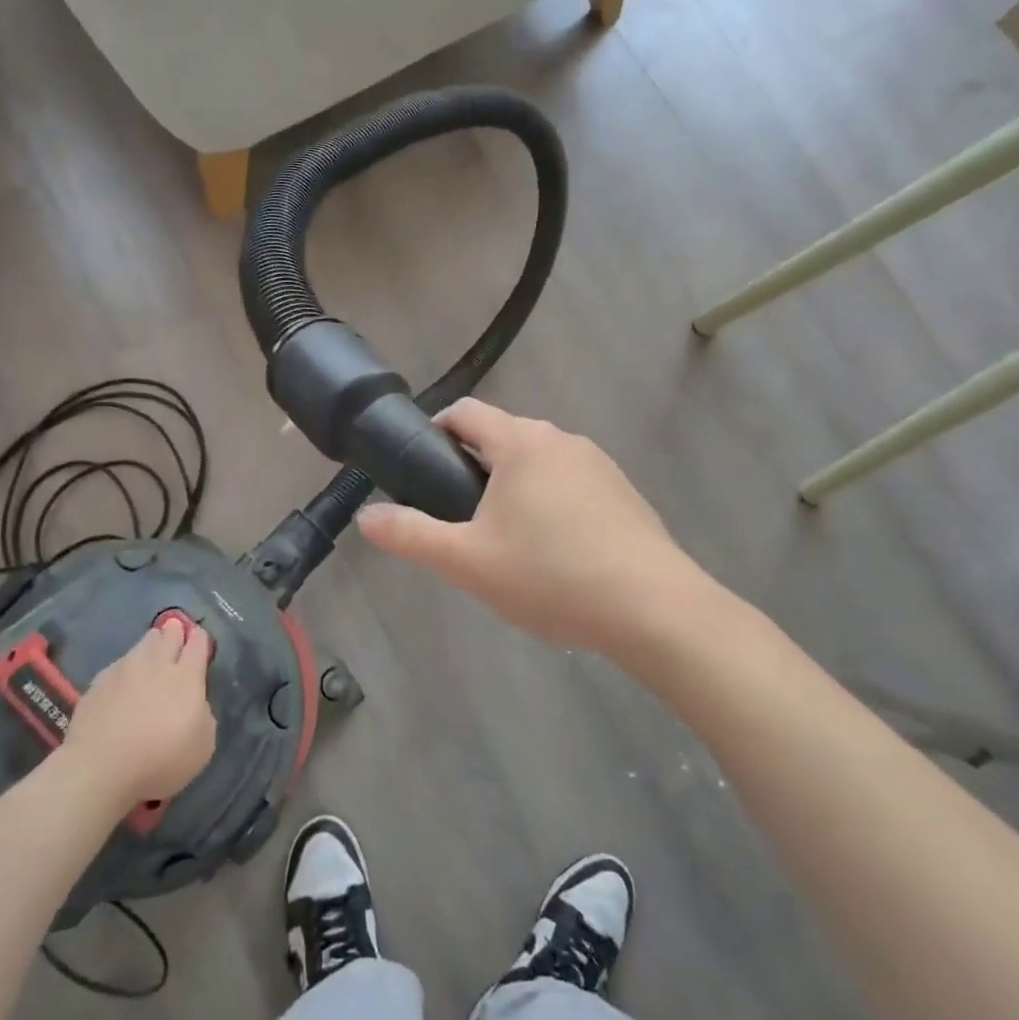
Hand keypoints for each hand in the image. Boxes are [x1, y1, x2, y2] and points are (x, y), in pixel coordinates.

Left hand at [65, 620, 216, 807]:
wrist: (99, 770)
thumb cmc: (159, 761)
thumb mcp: (202, 746)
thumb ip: (204, 715)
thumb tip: (195, 703)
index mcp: (186, 677)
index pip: (198, 644)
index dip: (201, 641)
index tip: (200, 642)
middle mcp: (156, 664)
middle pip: (169, 635)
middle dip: (175, 632)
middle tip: (176, 635)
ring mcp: (124, 670)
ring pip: (142, 644)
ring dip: (151, 644)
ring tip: (152, 653)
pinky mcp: (98, 682)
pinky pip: (119, 664)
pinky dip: (126, 667)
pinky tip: (124, 681)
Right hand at [355, 398, 702, 656]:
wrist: (652, 608)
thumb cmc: (550, 575)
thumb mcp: (468, 561)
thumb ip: (411, 535)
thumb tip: (366, 516)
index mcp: (521, 442)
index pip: (465, 412)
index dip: (435, 430)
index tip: (418, 465)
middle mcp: (562, 439)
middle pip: (503, 437)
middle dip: (473, 467)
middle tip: (457, 518)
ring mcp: (599, 464)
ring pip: (539, 462)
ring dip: (513, 487)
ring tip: (505, 541)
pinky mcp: (623, 493)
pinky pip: (571, 484)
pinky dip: (550, 503)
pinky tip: (554, 552)